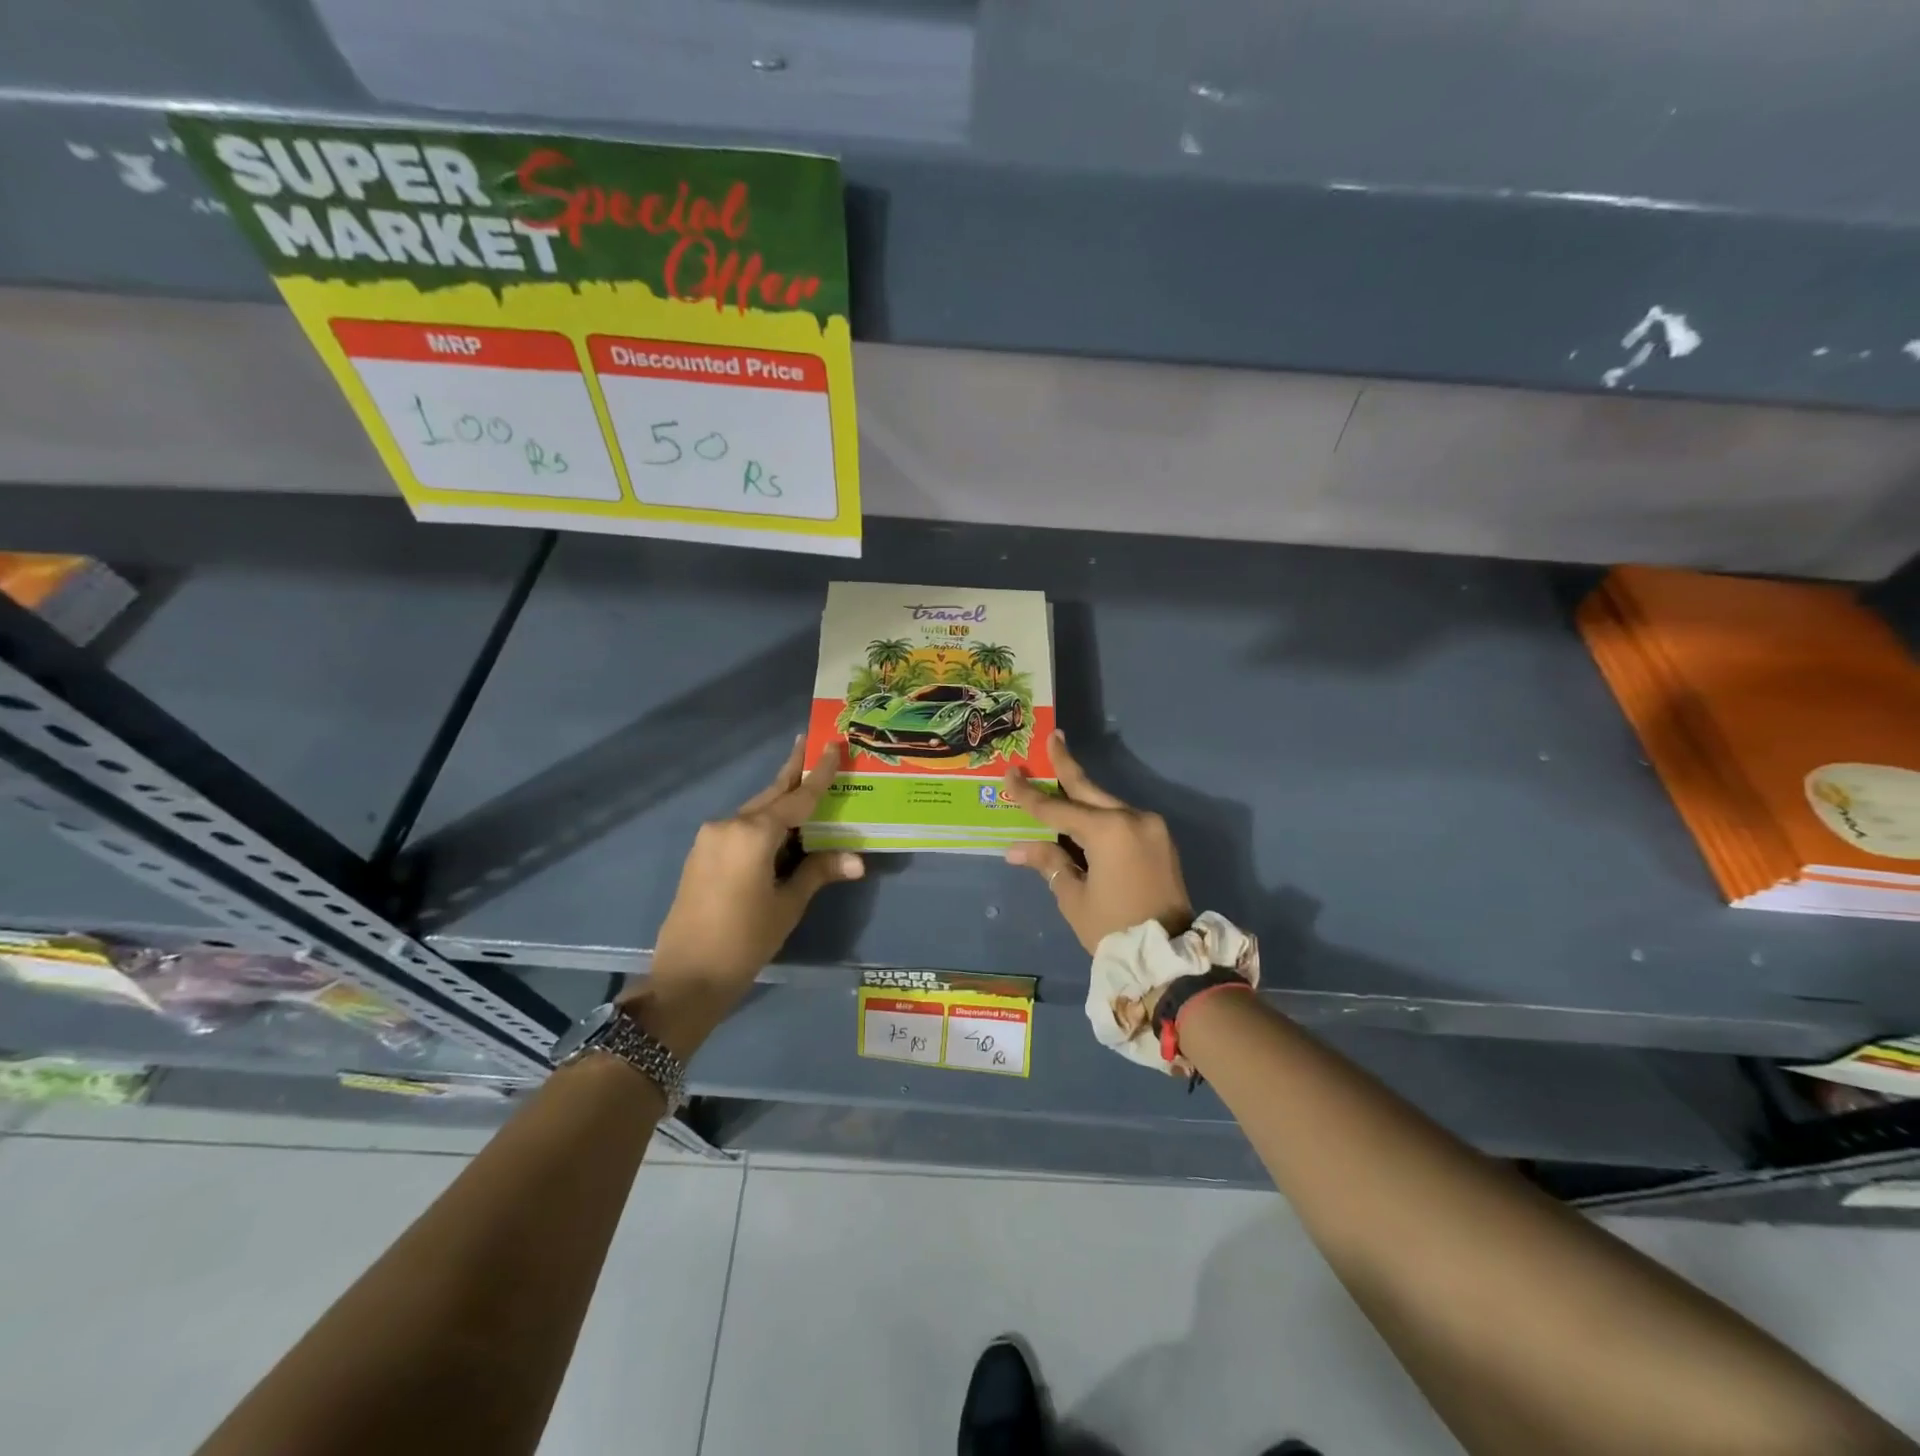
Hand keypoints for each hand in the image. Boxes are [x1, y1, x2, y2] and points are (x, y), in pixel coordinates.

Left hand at [638, 738, 862, 1050]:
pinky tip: (781, 828)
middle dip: (794, 774)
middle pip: (771, 795)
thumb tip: (857, 860)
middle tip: (814, 748)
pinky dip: (764, 822)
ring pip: (755, 810)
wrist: (686, 977)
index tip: (832, 745)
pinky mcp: (702, 853)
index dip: (818, 774)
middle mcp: (728, 825)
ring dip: (780, 801)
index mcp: (753, 834)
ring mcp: (710, 838)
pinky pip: (741, 827)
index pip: (796, 798)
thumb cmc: (744, 941)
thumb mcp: (787, 905)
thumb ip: (819, 872)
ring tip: (806, 787)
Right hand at [1001, 732, 1191, 952]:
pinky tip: (1082, 815)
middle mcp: (1133, 818)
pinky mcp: (1160, 840)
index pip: (1057, 808)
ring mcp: (1151, 827)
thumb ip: (1049, 861)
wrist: (1170, 955)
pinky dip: (1100, 816)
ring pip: (1107, 804)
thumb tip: (1016, 848)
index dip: (1029, 794)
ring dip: (1081, 796)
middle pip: (1089, 789)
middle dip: (1067, 766)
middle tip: (1053, 738)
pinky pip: (1122, 819)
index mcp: (1108, 831)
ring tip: (1058, 777)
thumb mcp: (1074, 896)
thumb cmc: (1114, 928)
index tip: (1010, 773)